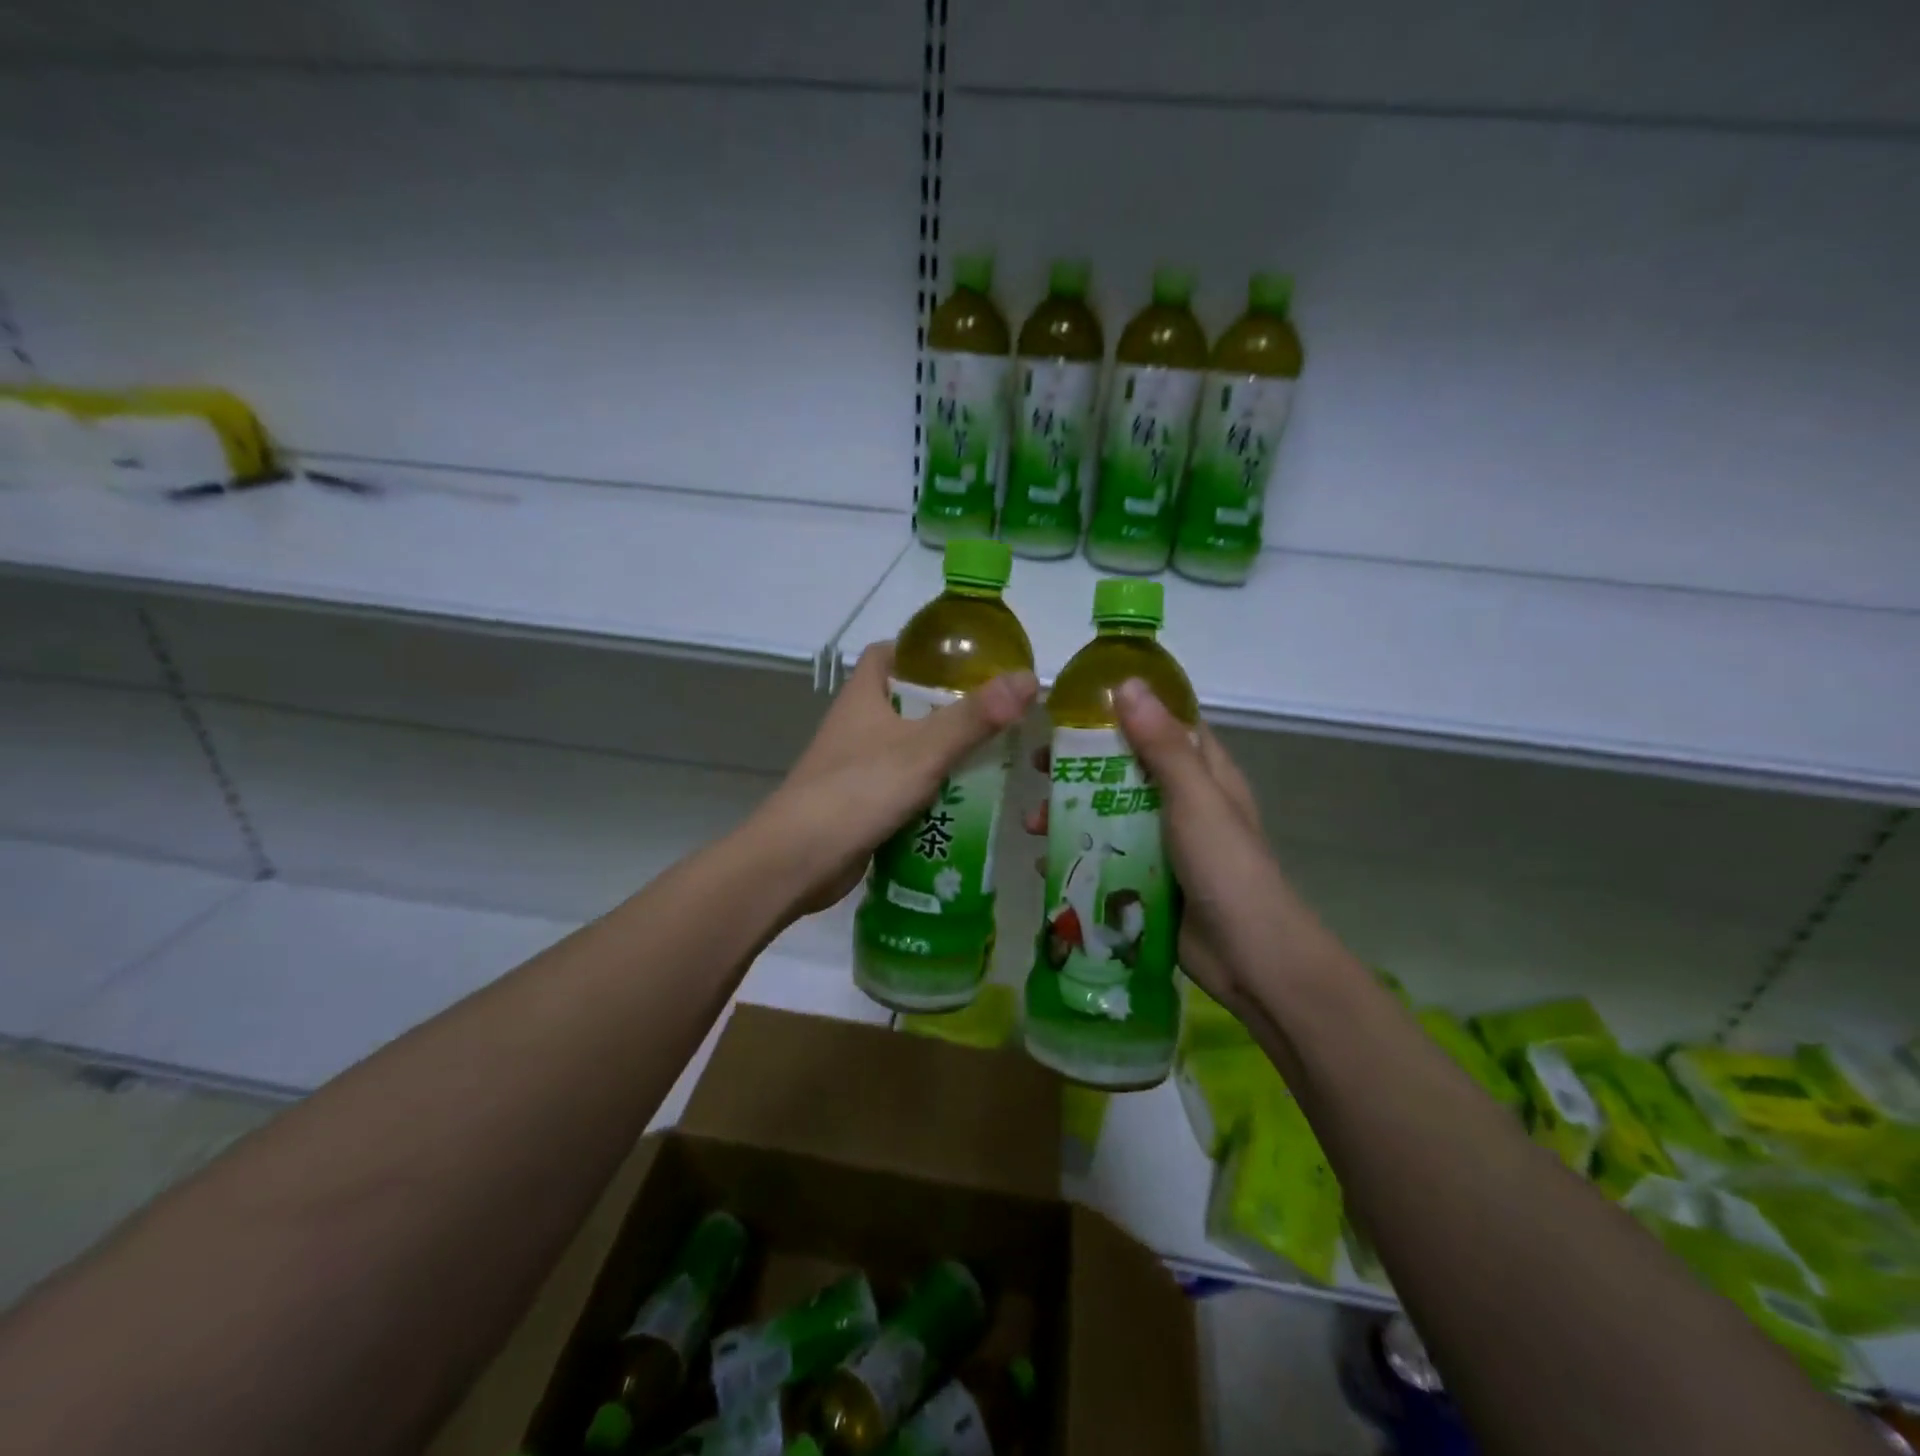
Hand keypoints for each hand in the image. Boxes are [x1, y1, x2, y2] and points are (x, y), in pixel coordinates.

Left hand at [760, 642, 1036, 920]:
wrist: (798, 860)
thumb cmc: (858, 791)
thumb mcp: (924, 749)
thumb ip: (975, 717)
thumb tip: (1029, 679)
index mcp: (863, 696)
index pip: (889, 654)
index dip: (924, 651)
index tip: (967, 661)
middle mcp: (856, 725)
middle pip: (905, 702)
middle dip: (948, 707)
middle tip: (997, 715)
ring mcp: (856, 766)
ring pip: (907, 748)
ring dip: (943, 753)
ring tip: (993, 756)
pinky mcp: (861, 803)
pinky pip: (903, 786)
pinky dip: (931, 790)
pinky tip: (966, 801)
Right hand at [1023, 679, 1286, 1011]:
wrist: (1247, 955)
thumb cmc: (1225, 864)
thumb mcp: (1194, 797)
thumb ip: (1161, 744)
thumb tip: (1127, 685)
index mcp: (1203, 772)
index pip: (1162, 724)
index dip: (1122, 710)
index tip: (1073, 707)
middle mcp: (1182, 801)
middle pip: (1123, 769)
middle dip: (1079, 767)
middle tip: (1036, 766)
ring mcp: (1162, 842)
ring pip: (1107, 814)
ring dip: (1068, 815)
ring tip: (1033, 825)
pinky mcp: (1146, 878)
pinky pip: (1104, 856)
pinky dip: (1075, 855)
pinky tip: (1044, 865)